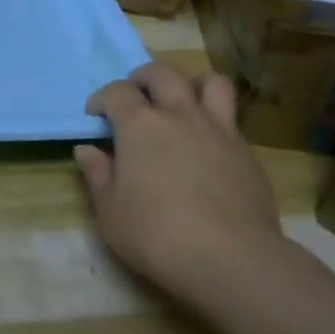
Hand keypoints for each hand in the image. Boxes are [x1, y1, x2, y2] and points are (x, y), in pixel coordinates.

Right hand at [77, 63, 283, 309]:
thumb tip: (87, 150)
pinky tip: (208, 147)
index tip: (96, 117)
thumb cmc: (158, 236)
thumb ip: (98, 176)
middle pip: (162, 73)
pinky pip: (231, 119)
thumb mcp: (111, 213)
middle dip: (144, 78)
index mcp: (140, 124)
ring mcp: (218, 129)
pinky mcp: (247, 152)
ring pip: (210, 82)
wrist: (232, 260)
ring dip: (192, 85)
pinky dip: (216, 122)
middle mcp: (179, 114)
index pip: (116, 91)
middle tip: (136, 98)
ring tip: (182, 104)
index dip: (102, 99)